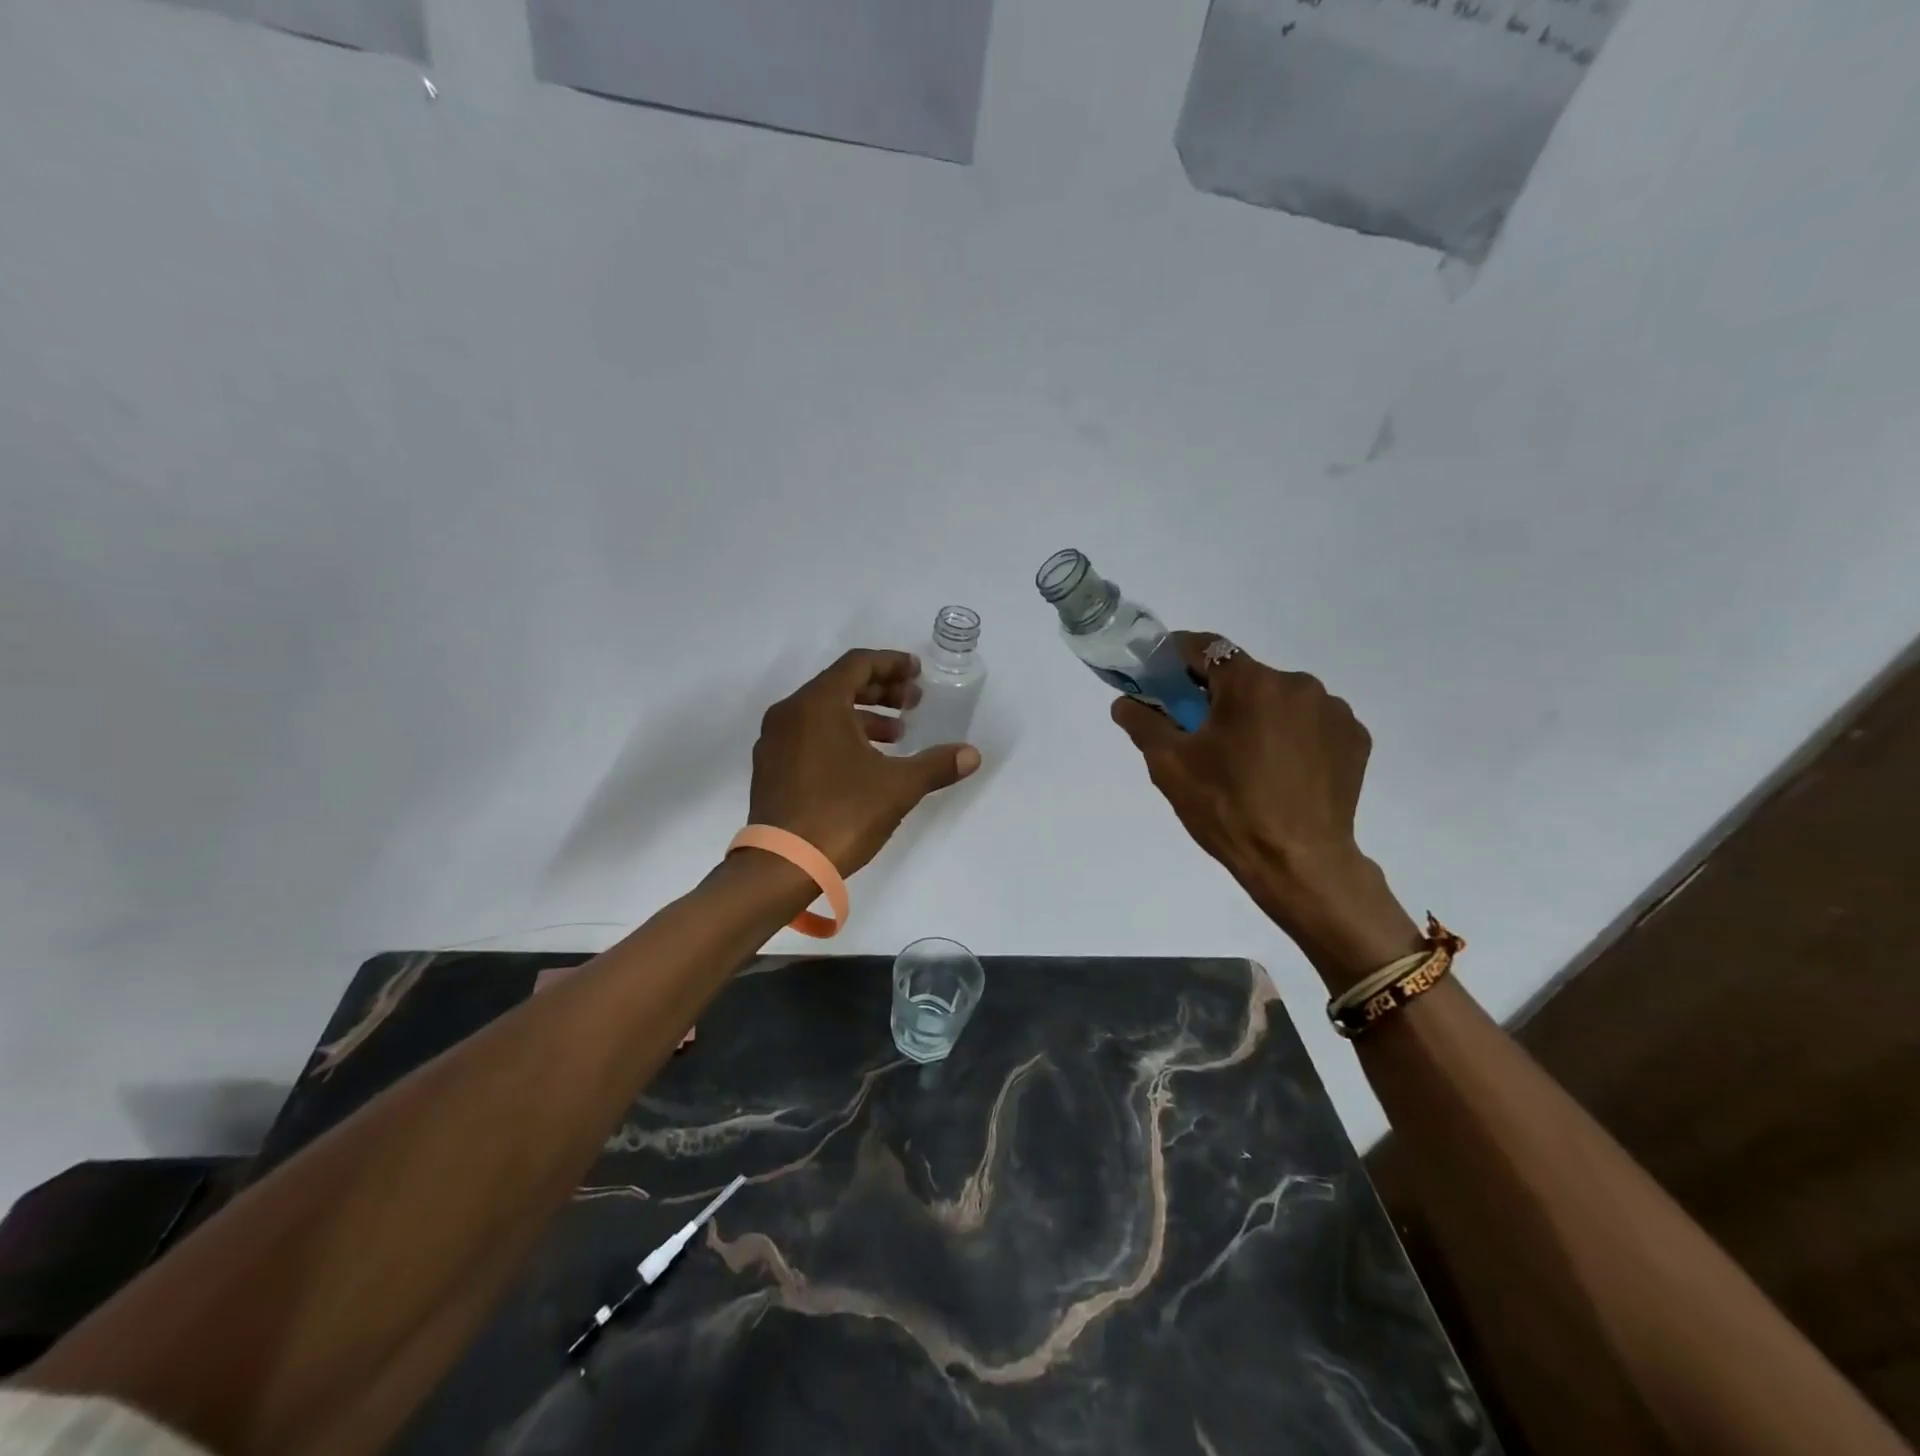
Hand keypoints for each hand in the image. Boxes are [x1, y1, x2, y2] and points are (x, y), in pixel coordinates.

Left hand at [748, 649, 981, 875]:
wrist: (781, 866)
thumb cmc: (841, 814)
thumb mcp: (898, 787)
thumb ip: (936, 765)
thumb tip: (972, 754)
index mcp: (818, 704)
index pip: (858, 664)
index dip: (892, 663)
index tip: (918, 673)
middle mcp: (790, 712)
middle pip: (840, 684)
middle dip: (881, 691)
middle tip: (913, 704)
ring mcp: (775, 740)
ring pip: (823, 712)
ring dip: (862, 717)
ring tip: (896, 737)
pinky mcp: (770, 767)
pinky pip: (808, 734)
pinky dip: (838, 736)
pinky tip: (863, 763)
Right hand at [1110, 633, 1422, 989]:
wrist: (1299, 864)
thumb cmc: (1227, 808)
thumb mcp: (1170, 765)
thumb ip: (1143, 723)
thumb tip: (1125, 702)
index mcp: (1251, 683)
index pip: (1206, 647)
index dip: (1177, 658)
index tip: (1162, 679)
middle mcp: (1298, 684)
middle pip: (1245, 677)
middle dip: (1219, 696)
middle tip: (1201, 734)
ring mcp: (1334, 711)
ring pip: (1280, 700)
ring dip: (1259, 716)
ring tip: (1247, 761)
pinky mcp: (1355, 739)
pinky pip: (1311, 723)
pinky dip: (1292, 736)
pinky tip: (1281, 771)